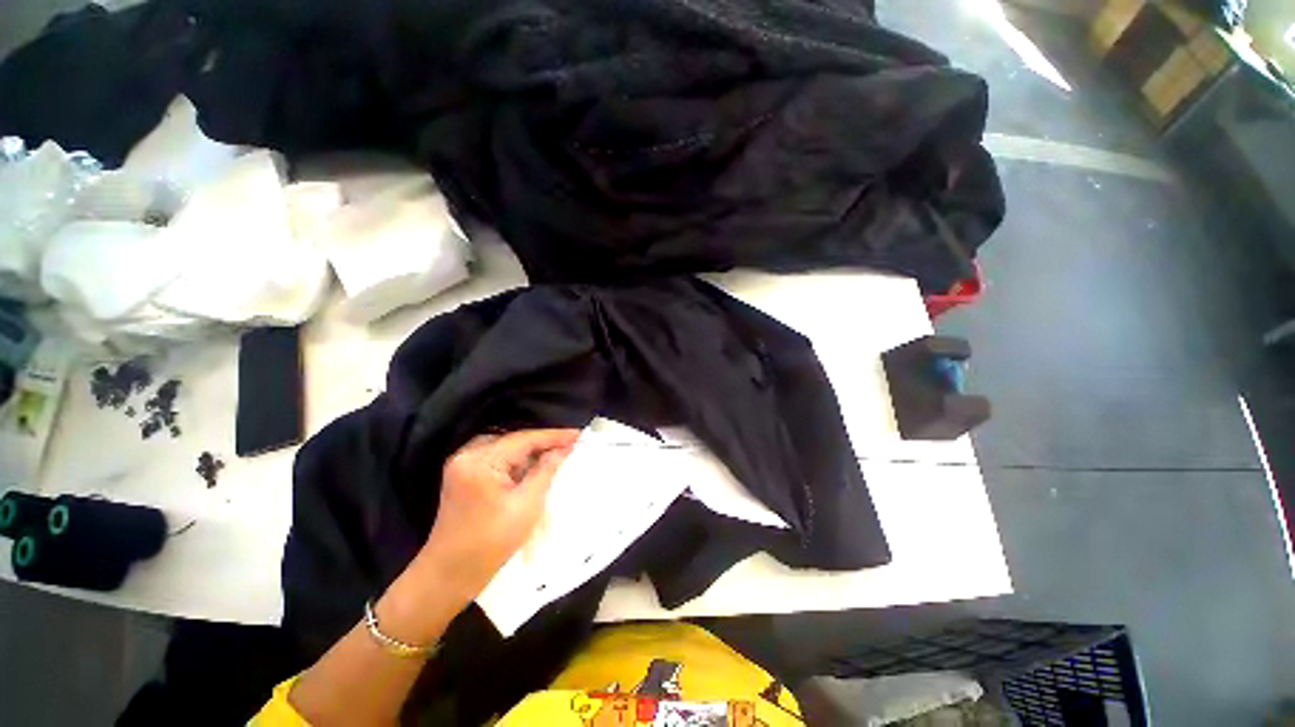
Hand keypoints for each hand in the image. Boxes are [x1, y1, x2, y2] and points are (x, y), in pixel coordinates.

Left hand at [417, 428, 578, 603]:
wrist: (448, 576)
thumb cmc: (490, 544)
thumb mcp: (526, 506)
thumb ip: (546, 471)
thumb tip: (564, 448)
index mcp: (480, 462)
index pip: (524, 439)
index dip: (554, 436)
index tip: (579, 434)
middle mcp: (467, 455)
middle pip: (514, 440)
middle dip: (543, 442)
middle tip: (571, 443)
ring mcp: (462, 464)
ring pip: (507, 447)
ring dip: (532, 451)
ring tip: (558, 452)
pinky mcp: (463, 474)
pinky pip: (497, 458)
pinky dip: (517, 460)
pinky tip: (534, 465)